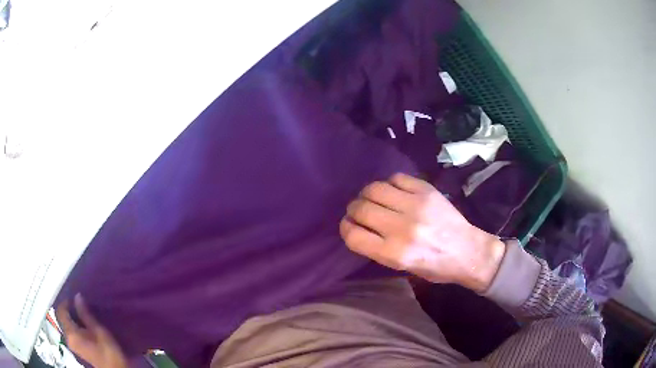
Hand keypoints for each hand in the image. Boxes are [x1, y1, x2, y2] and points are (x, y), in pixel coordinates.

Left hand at [56, 294, 127, 367]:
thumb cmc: (108, 351)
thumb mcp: (99, 331)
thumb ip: (85, 314)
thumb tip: (77, 296)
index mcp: (71, 333)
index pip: (60, 311)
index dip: (65, 301)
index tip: (73, 295)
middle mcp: (67, 337)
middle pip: (61, 317)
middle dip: (66, 307)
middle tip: (75, 300)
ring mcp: (71, 343)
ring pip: (64, 323)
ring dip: (69, 315)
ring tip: (78, 309)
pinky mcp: (75, 347)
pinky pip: (69, 329)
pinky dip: (72, 322)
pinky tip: (80, 321)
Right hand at [340, 173, 505, 292]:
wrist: (469, 251)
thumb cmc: (435, 267)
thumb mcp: (403, 268)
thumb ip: (378, 248)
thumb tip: (359, 227)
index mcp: (395, 253)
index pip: (353, 235)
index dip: (345, 228)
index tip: (349, 226)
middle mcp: (402, 228)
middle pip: (361, 209)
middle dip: (353, 210)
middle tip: (359, 211)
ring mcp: (416, 206)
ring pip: (374, 189)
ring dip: (367, 194)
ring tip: (372, 199)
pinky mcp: (427, 191)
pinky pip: (396, 178)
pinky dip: (389, 184)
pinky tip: (393, 192)